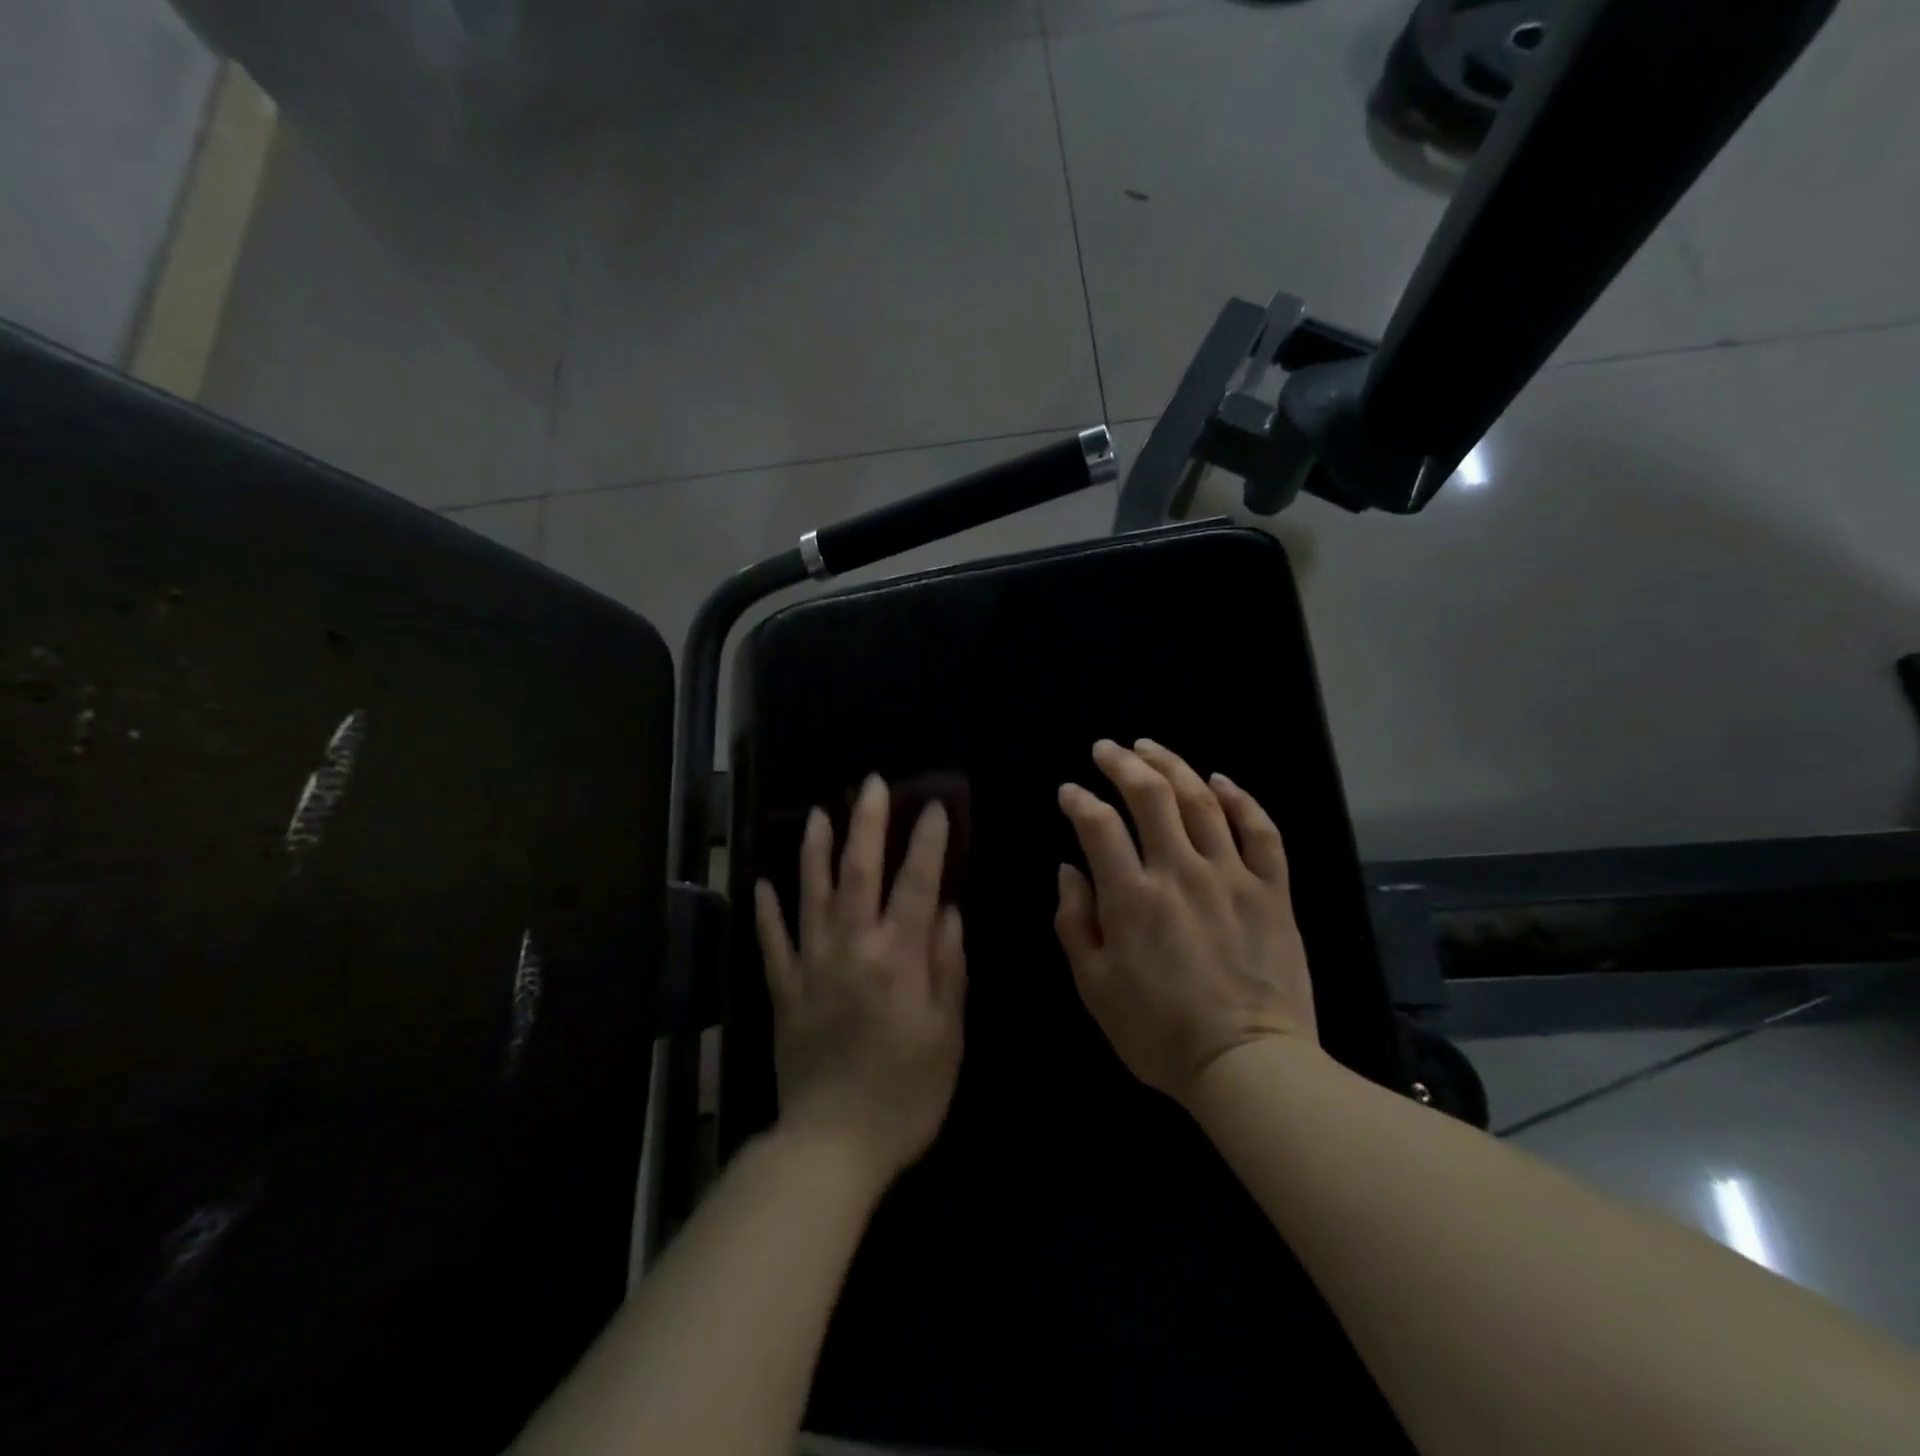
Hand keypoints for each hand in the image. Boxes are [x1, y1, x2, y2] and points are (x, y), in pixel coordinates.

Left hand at [754, 775, 966, 1185]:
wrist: (831, 1147)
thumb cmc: (905, 1094)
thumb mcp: (948, 1035)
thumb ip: (948, 967)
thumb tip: (947, 911)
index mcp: (896, 959)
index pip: (915, 885)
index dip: (925, 843)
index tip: (933, 807)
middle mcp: (851, 949)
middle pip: (857, 874)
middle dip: (865, 824)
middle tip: (869, 784)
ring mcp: (811, 966)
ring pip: (809, 895)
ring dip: (813, 850)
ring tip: (816, 812)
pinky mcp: (783, 991)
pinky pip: (772, 942)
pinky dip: (766, 910)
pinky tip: (762, 883)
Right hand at [1055, 739, 1317, 1103]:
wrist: (1248, 1065)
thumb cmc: (1159, 1032)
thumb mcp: (1094, 986)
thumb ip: (1074, 921)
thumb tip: (1068, 869)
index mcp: (1131, 897)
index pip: (1098, 825)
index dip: (1078, 800)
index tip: (1069, 792)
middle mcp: (1180, 872)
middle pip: (1151, 796)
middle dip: (1123, 763)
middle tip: (1106, 748)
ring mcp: (1232, 876)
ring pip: (1202, 800)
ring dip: (1173, 765)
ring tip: (1150, 747)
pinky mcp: (1272, 890)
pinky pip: (1261, 830)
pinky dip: (1241, 798)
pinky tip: (1221, 779)